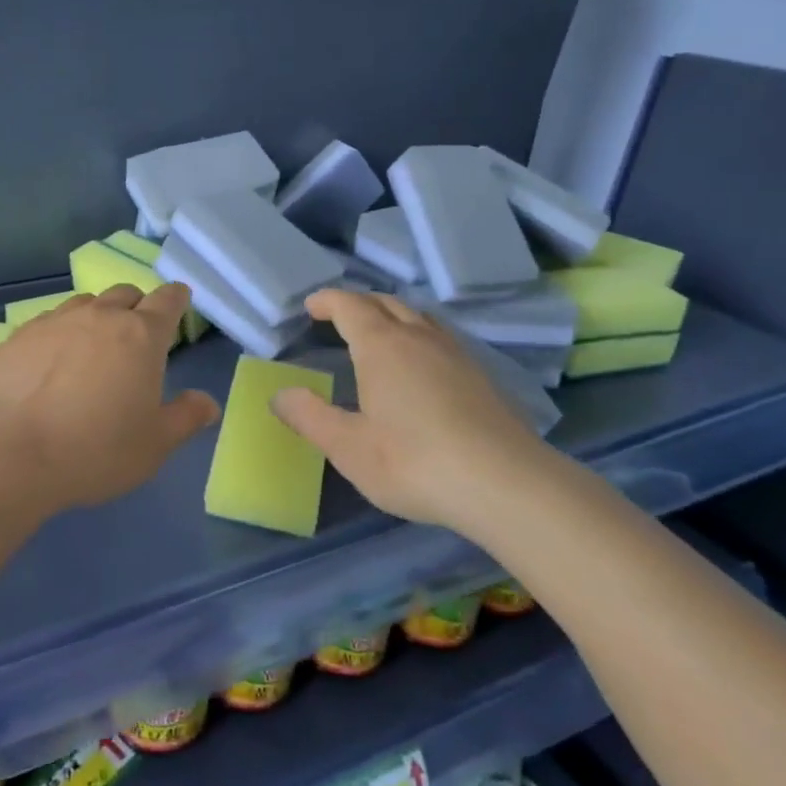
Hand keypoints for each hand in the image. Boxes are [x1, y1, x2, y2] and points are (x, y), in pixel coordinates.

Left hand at [0, 284, 221, 511]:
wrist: (12, 451)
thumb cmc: (96, 450)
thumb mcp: (154, 445)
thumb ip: (185, 418)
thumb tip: (208, 403)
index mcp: (141, 335)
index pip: (167, 300)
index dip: (176, 298)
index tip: (179, 301)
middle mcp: (100, 316)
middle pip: (126, 293)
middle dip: (137, 306)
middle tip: (137, 334)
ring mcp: (55, 321)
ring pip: (85, 303)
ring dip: (97, 316)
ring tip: (93, 346)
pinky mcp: (19, 335)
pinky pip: (49, 321)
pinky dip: (60, 332)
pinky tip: (51, 361)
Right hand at [269, 290, 561, 535]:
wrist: (506, 484)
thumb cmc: (414, 461)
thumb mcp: (348, 447)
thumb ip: (309, 417)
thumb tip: (279, 395)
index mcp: (381, 346)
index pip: (349, 306)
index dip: (327, 301)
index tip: (310, 307)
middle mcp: (419, 337)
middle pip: (386, 303)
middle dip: (359, 303)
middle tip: (339, 317)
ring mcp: (456, 354)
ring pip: (419, 318)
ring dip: (392, 316)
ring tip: (378, 335)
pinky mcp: (482, 376)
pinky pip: (440, 338)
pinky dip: (418, 336)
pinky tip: (421, 368)